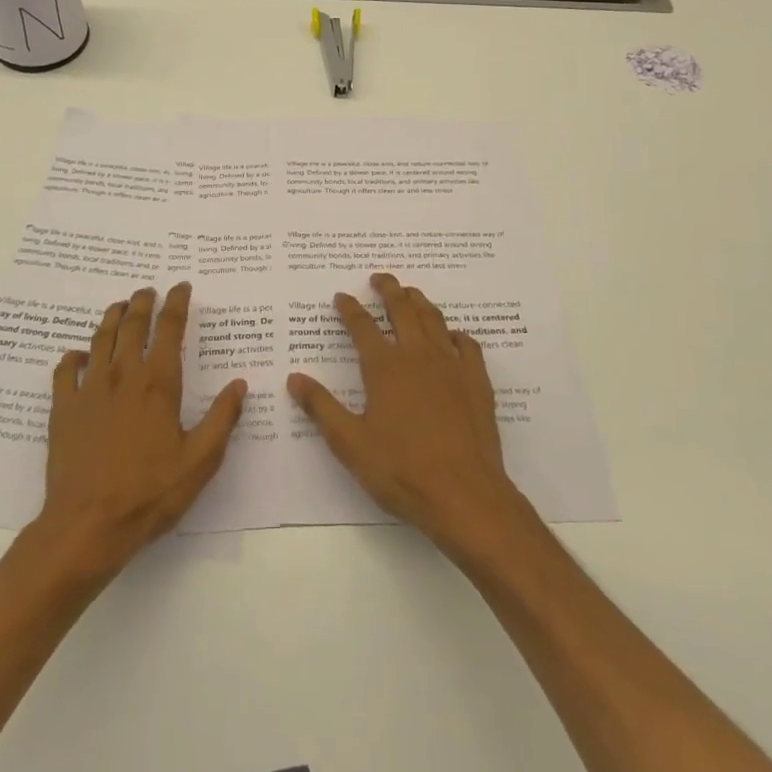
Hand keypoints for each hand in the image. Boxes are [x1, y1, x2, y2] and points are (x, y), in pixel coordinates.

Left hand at [34, 282, 246, 574]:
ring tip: (119, 306)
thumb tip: (240, 384)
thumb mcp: (200, 461)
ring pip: (100, 339)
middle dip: (142, 302)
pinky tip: (78, 355)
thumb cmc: (150, 493)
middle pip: (132, 325)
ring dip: (111, 317)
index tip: (181, 287)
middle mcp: (123, 375)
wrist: (87, 524)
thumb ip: (222, 419)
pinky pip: (65, 370)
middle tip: (148, 290)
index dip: (176, 304)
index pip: (169, 329)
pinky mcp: (63, 408)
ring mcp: (90, 389)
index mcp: (159, 384)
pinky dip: (73, 356)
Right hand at [288, 272, 530, 553]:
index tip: (342, 296)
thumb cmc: (401, 469)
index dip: (350, 308)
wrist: (464, 494)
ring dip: (420, 302)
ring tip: (411, 293)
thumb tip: (294, 378)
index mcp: (384, 367)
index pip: (362, 326)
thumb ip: (321, 407)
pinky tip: (452, 336)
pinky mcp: (477, 381)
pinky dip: (456, 334)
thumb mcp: (349, 443)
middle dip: (389, 289)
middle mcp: (417, 355)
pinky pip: (467, 345)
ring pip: (434, 320)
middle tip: (380, 277)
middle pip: (402, 309)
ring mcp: (451, 365)